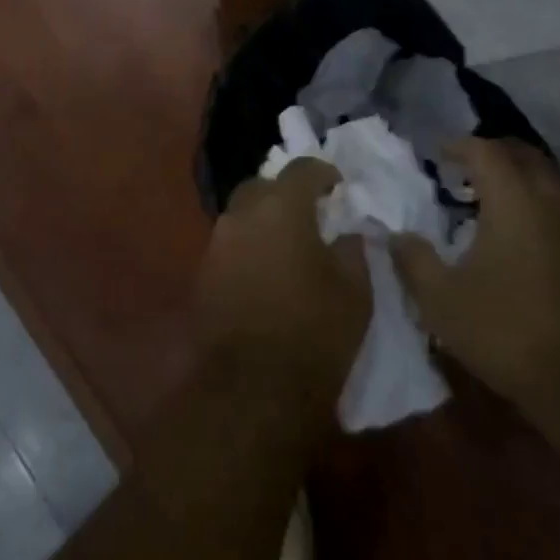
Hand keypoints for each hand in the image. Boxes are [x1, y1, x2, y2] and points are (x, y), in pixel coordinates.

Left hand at [198, 159, 369, 409]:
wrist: (253, 389)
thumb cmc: (314, 333)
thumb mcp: (355, 291)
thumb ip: (352, 251)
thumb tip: (346, 234)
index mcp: (282, 208)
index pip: (302, 169)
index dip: (323, 173)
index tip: (338, 186)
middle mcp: (243, 215)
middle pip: (263, 186)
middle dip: (286, 192)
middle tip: (309, 213)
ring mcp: (217, 244)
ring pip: (242, 215)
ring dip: (264, 220)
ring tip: (288, 243)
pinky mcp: (204, 274)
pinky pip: (230, 245)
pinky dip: (249, 247)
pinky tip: (266, 269)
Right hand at [393, 138, 559, 413]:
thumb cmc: (509, 331)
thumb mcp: (442, 300)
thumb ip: (414, 260)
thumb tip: (397, 236)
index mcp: (514, 199)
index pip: (484, 151)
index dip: (458, 147)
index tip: (438, 155)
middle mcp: (553, 201)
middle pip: (524, 156)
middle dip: (493, 155)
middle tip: (465, 170)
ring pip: (550, 184)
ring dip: (520, 182)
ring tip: (490, 205)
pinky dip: (539, 210)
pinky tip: (522, 242)